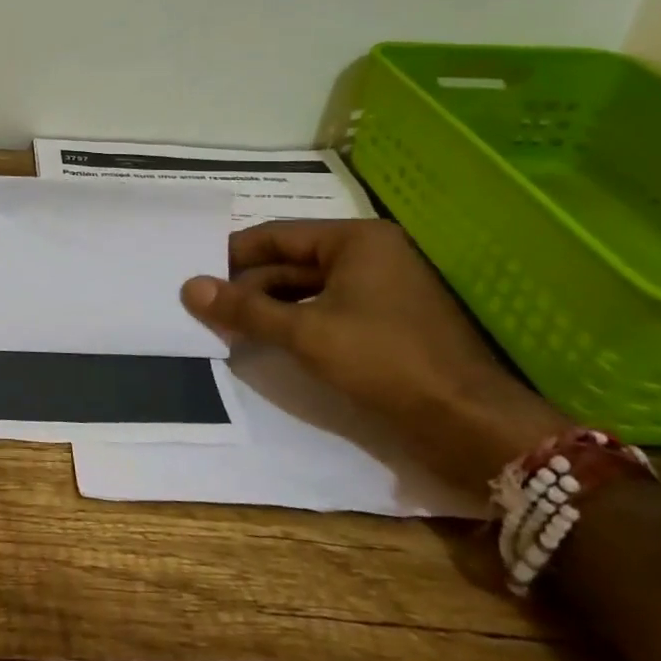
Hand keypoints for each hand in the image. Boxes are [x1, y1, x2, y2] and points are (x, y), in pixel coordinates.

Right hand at [180, 220, 569, 489]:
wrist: (471, 425)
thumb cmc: (386, 362)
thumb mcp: (305, 333)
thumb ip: (245, 309)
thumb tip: (189, 288)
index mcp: (357, 240)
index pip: (277, 235)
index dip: (233, 254)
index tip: (196, 272)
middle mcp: (371, 255)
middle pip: (292, 261)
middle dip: (249, 284)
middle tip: (204, 305)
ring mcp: (383, 290)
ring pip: (308, 289)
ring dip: (269, 306)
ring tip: (226, 326)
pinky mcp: (388, 323)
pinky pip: (327, 310)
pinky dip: (295, 322)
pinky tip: (266, 341)